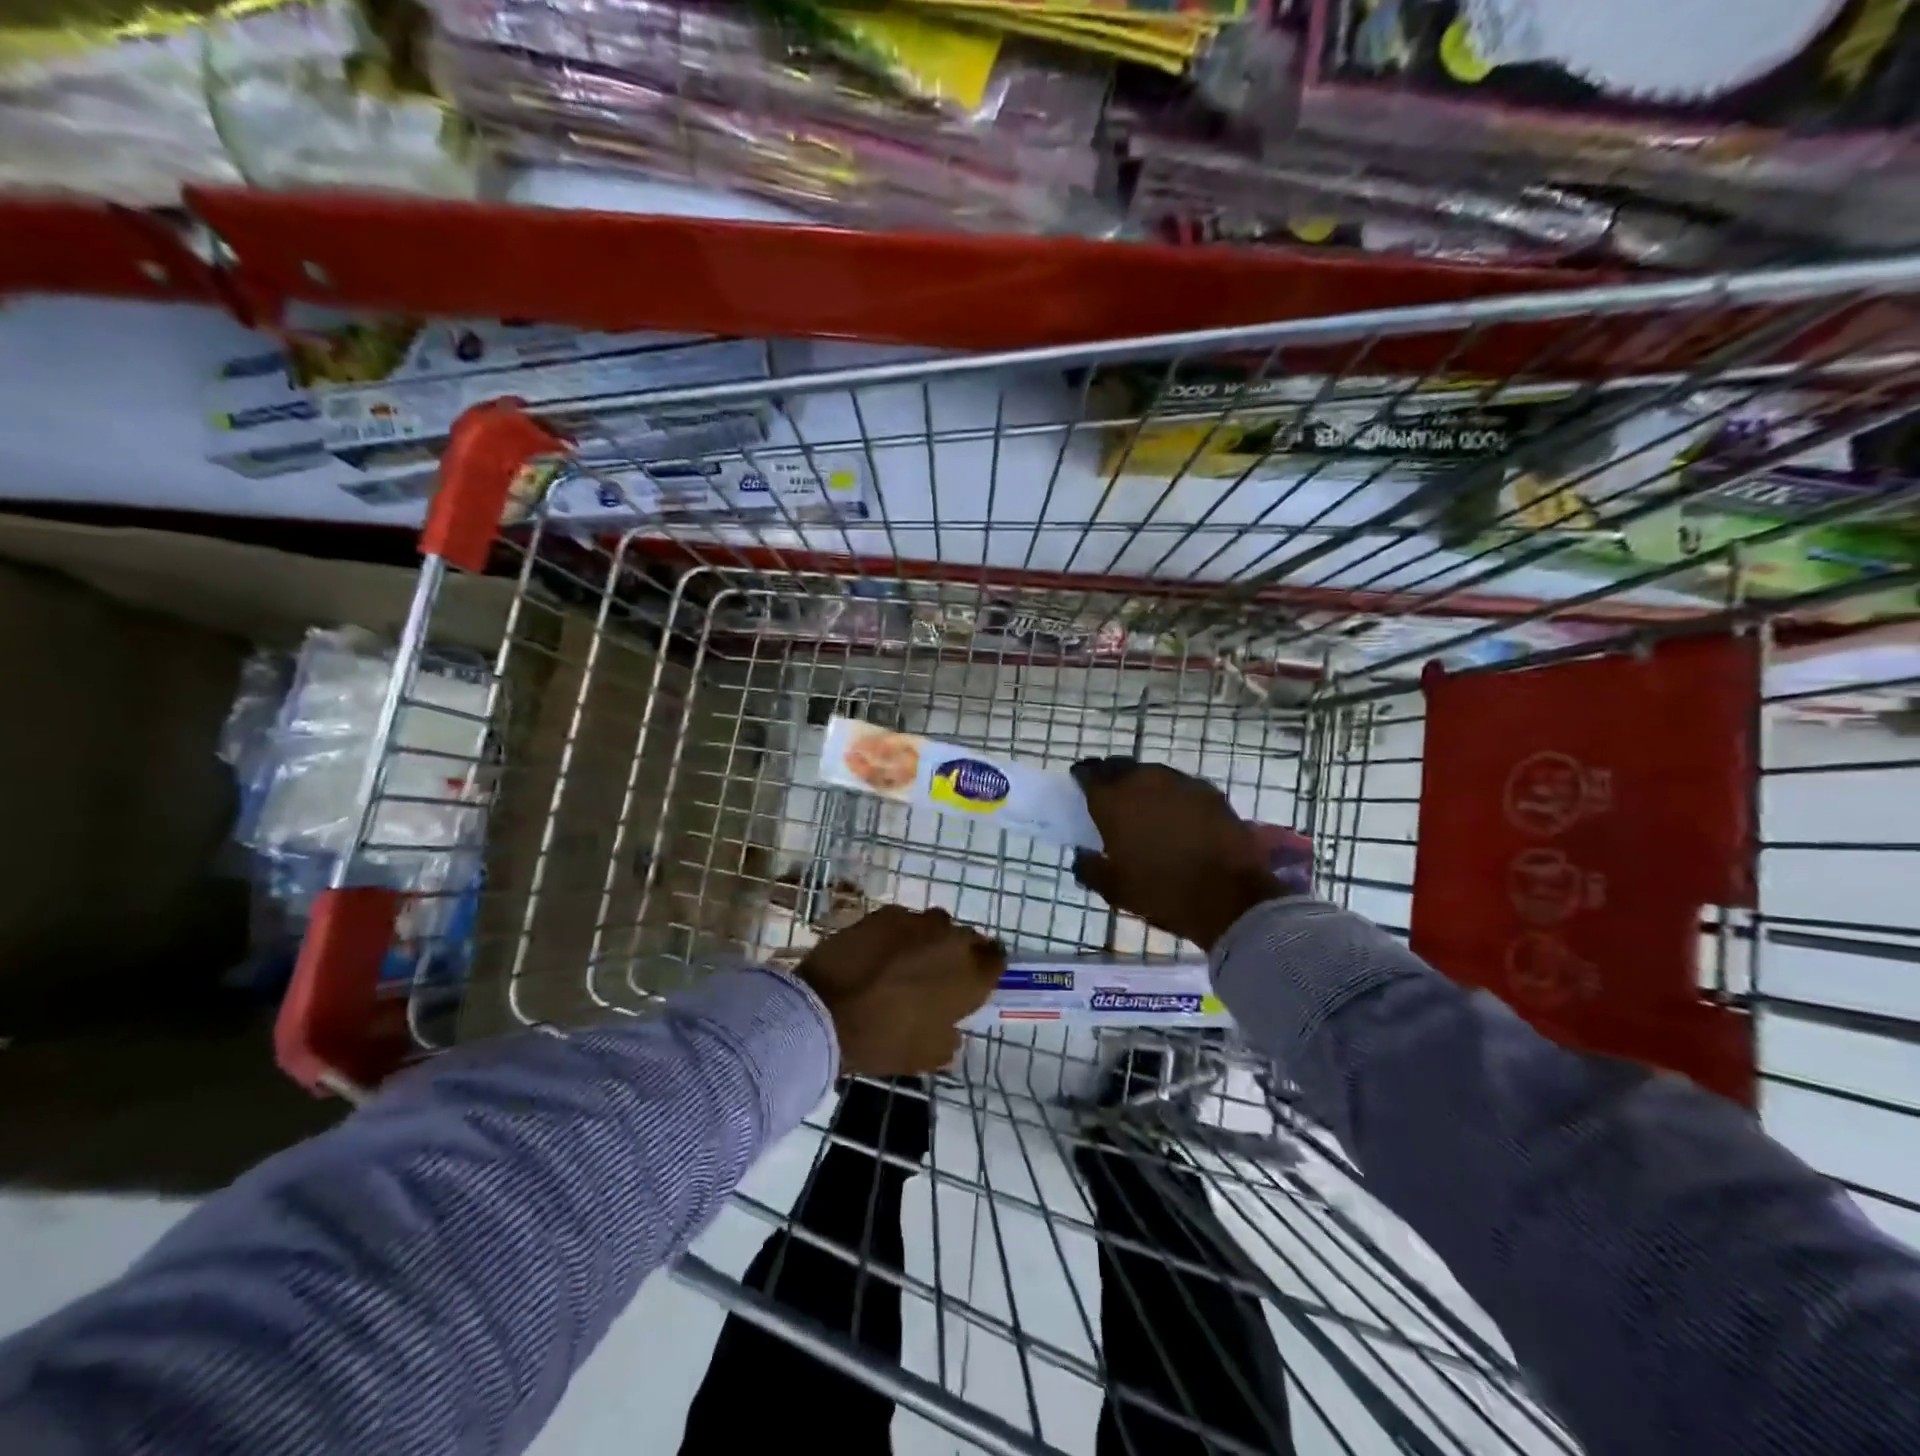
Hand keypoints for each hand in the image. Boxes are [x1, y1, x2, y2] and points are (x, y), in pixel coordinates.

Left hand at [795, 906, 1006, 1074]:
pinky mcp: (884, 913)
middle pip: (967, 938)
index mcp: (969, 975)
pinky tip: (879, 952)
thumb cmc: (883, 1040)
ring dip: (929, 940)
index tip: (973, 981)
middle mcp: (950, 939)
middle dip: (958, 953)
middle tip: (937, 974)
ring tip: (906, 961)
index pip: (996, 960)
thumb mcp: (927, 1056)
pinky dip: (898, 934)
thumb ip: (949, 1038)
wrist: (824, 1011)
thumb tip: (951, 1028)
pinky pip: (903, 921)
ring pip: (935, 925)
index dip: (986, 969)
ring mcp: (916, 921)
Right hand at [1071, 757, 1286, 951]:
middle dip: (1112, 780)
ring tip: (1145, 809)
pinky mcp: (1210, 792)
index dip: (1082, 780)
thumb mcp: (1114, 889)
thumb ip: (1090, 867)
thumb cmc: (1163, 892)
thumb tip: (1082, 855)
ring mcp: (1180, 782)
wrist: (1232, 897)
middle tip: (1111, 801)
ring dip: (1144, 787)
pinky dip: (1172, 797)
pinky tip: (1176, 818)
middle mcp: (1144, 780)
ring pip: (1152, 774)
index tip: (1080, 791)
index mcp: (1114, 800)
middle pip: (1120, 768)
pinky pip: (1180, 787)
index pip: (1088, 773)